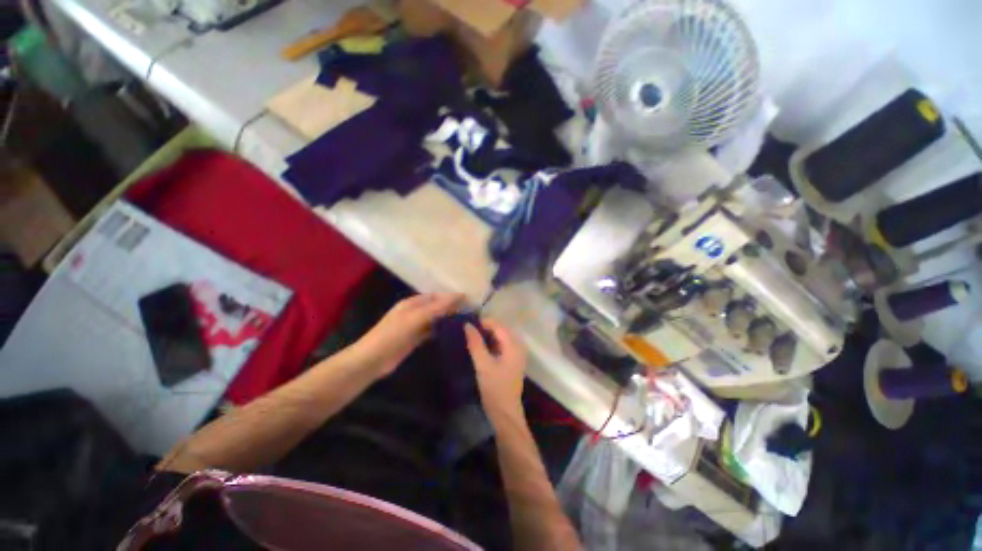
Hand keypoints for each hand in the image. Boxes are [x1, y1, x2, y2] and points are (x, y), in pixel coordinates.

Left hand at [352, 293, 462, 376]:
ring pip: (436, 319)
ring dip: (448, 319)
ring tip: (467, 321)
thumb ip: (436, 308)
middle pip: (437, 307)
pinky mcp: (415, 339)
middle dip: (452, 308)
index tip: (470, 300)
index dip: (451, 297)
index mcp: (412, 303)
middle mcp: (415, 312)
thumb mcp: (415, 318)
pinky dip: (442, 331)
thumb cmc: (392, 335)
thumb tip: (459, 296)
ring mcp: (415, 326)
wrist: (372, 360)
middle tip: (471, 312)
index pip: (436, 296)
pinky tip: (453, 333)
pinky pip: (432, 331)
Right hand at [464, 318, 527, 425]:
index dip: (484, 322)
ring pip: (502, 337)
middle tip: (469, 329)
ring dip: (488, 334)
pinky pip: (503, 345)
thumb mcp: (483, 365)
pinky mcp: (513, 361)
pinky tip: (481, 347)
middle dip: (486, 327)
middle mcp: (518, 346)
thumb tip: (468, 325)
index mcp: (513, 345)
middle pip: (501, 329)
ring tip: (472, 336)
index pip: (498, 325)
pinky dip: (492, 342)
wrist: (505, 413)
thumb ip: (475, 344)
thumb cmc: (495, 388)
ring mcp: (517, 354)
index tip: (468, 323)